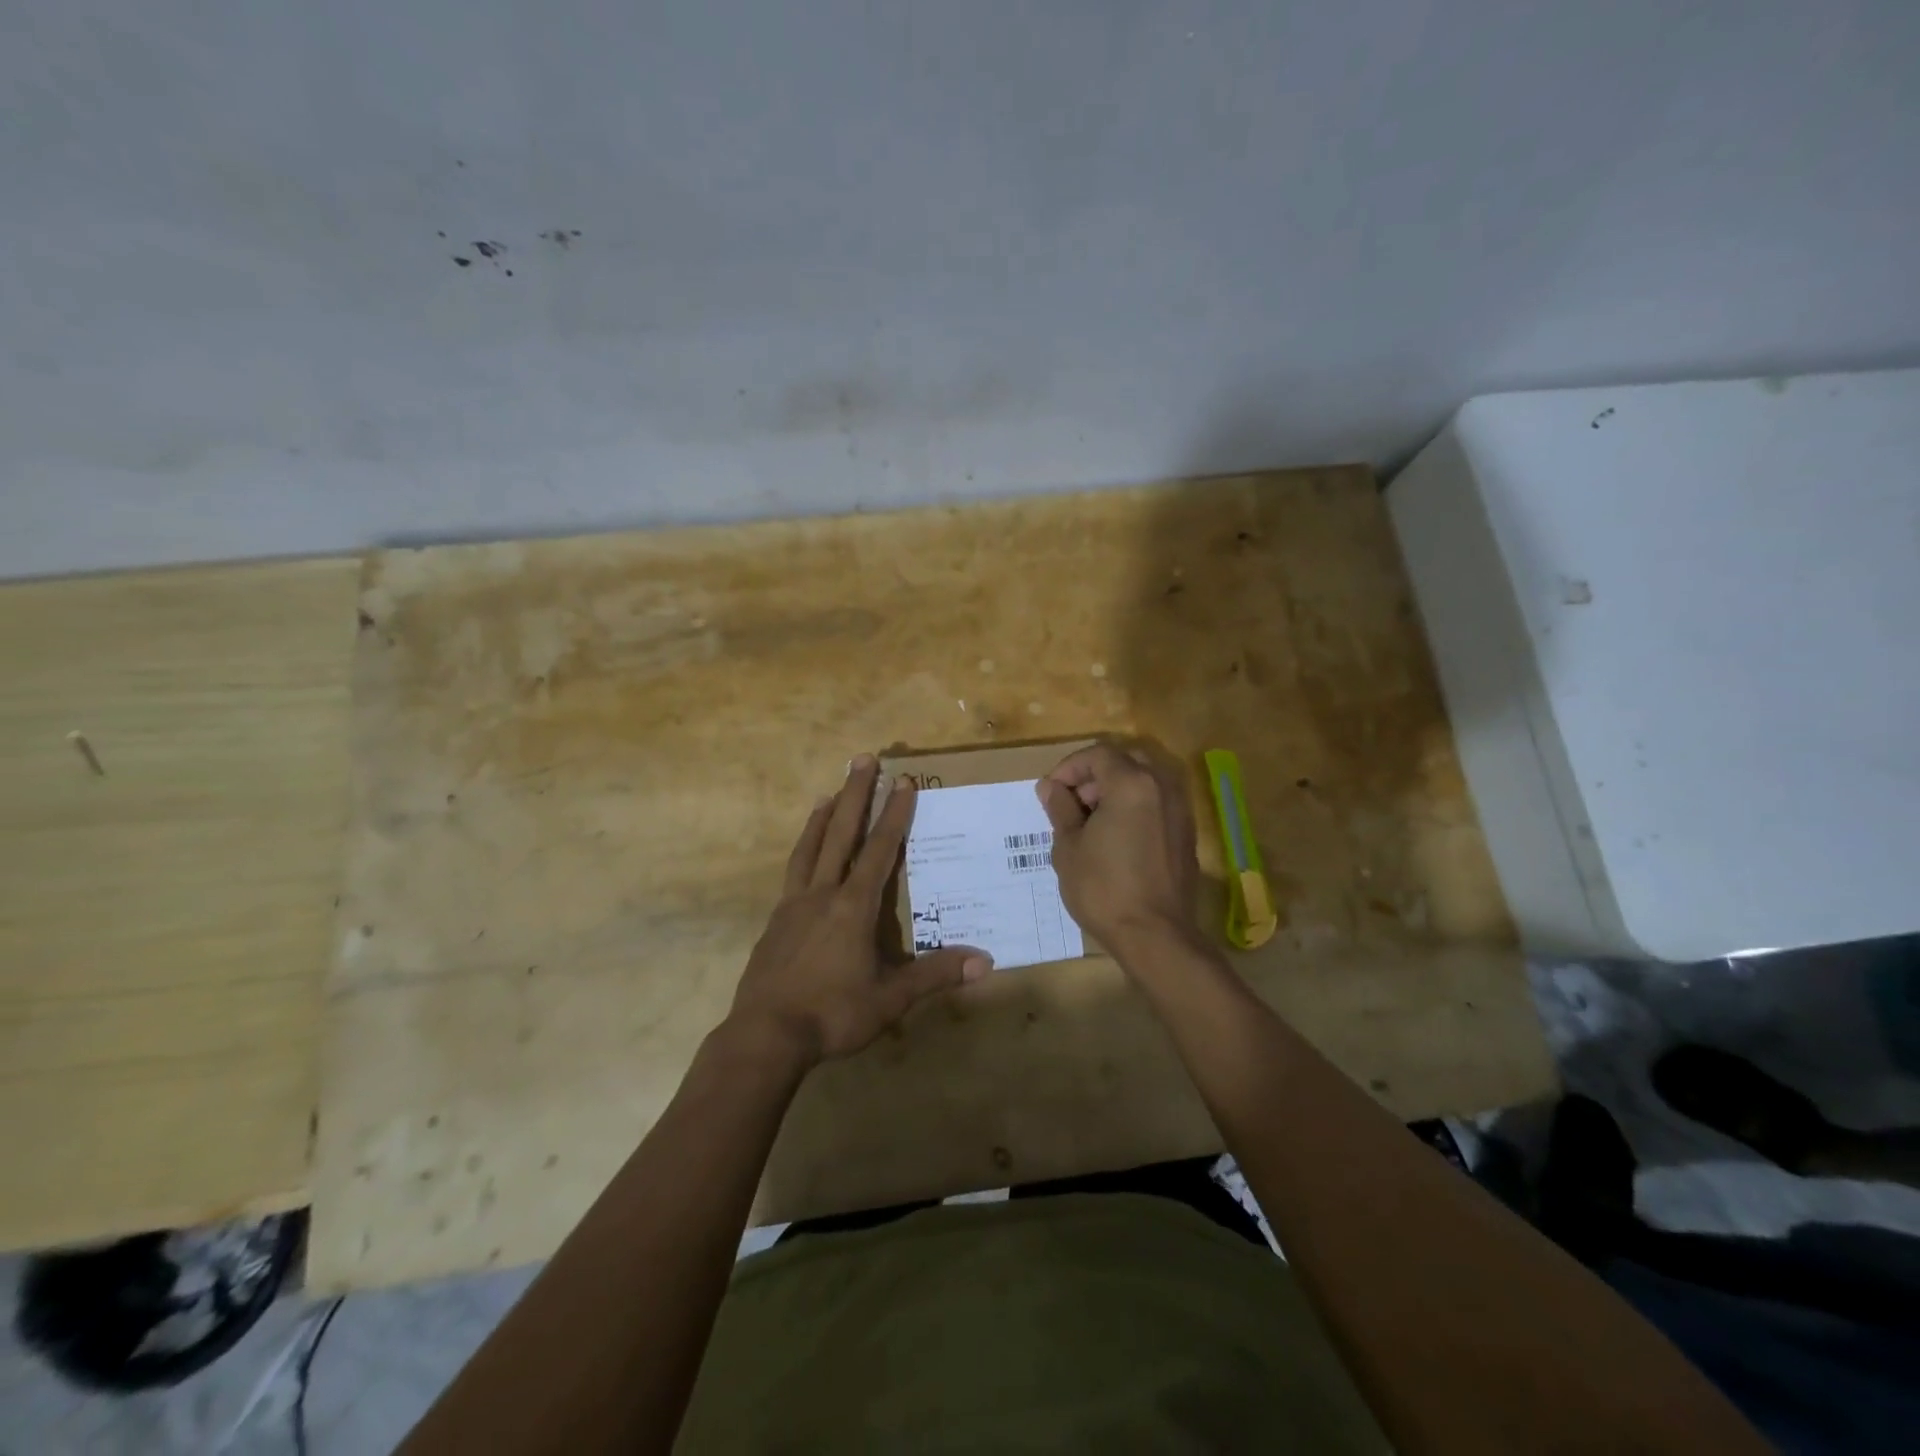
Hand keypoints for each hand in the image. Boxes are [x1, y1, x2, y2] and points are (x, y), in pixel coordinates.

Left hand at [729, 755, 991, 1067]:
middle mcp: (822, 894)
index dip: (894, 814)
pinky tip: (805, 856)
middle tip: (861, 758)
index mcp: (853, 907)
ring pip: (810, 848)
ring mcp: (794, 906)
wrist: (765, 1036)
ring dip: (822, 817)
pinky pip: (792, 873)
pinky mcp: (775, 923)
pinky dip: (802, 851)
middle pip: (840, 834)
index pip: (880, 850)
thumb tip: (985, 961)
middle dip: (855, 794)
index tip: (903, 781)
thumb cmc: (833, 1014)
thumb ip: (935, 975)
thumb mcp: (891, 999)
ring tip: (828, 792)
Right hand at [1036, 743, 1202, 955]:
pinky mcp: (1187, 833)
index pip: (1098, 754)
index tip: (1051, 791)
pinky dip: (1135, 806)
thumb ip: (1061, 809)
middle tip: (1072, 802)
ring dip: (1116, 789)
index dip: (1069, 767)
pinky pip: (1157, 803)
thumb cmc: (1103, 888)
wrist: (1155, 935)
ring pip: (1145, 780)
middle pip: (1125, 761)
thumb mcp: (1068, 847)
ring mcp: (1180, 809)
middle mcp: (1162, 786)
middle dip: (1094, 775)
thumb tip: (1051, 787)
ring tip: (1091, 821)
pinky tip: (1116, 837)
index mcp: (1132, 783)